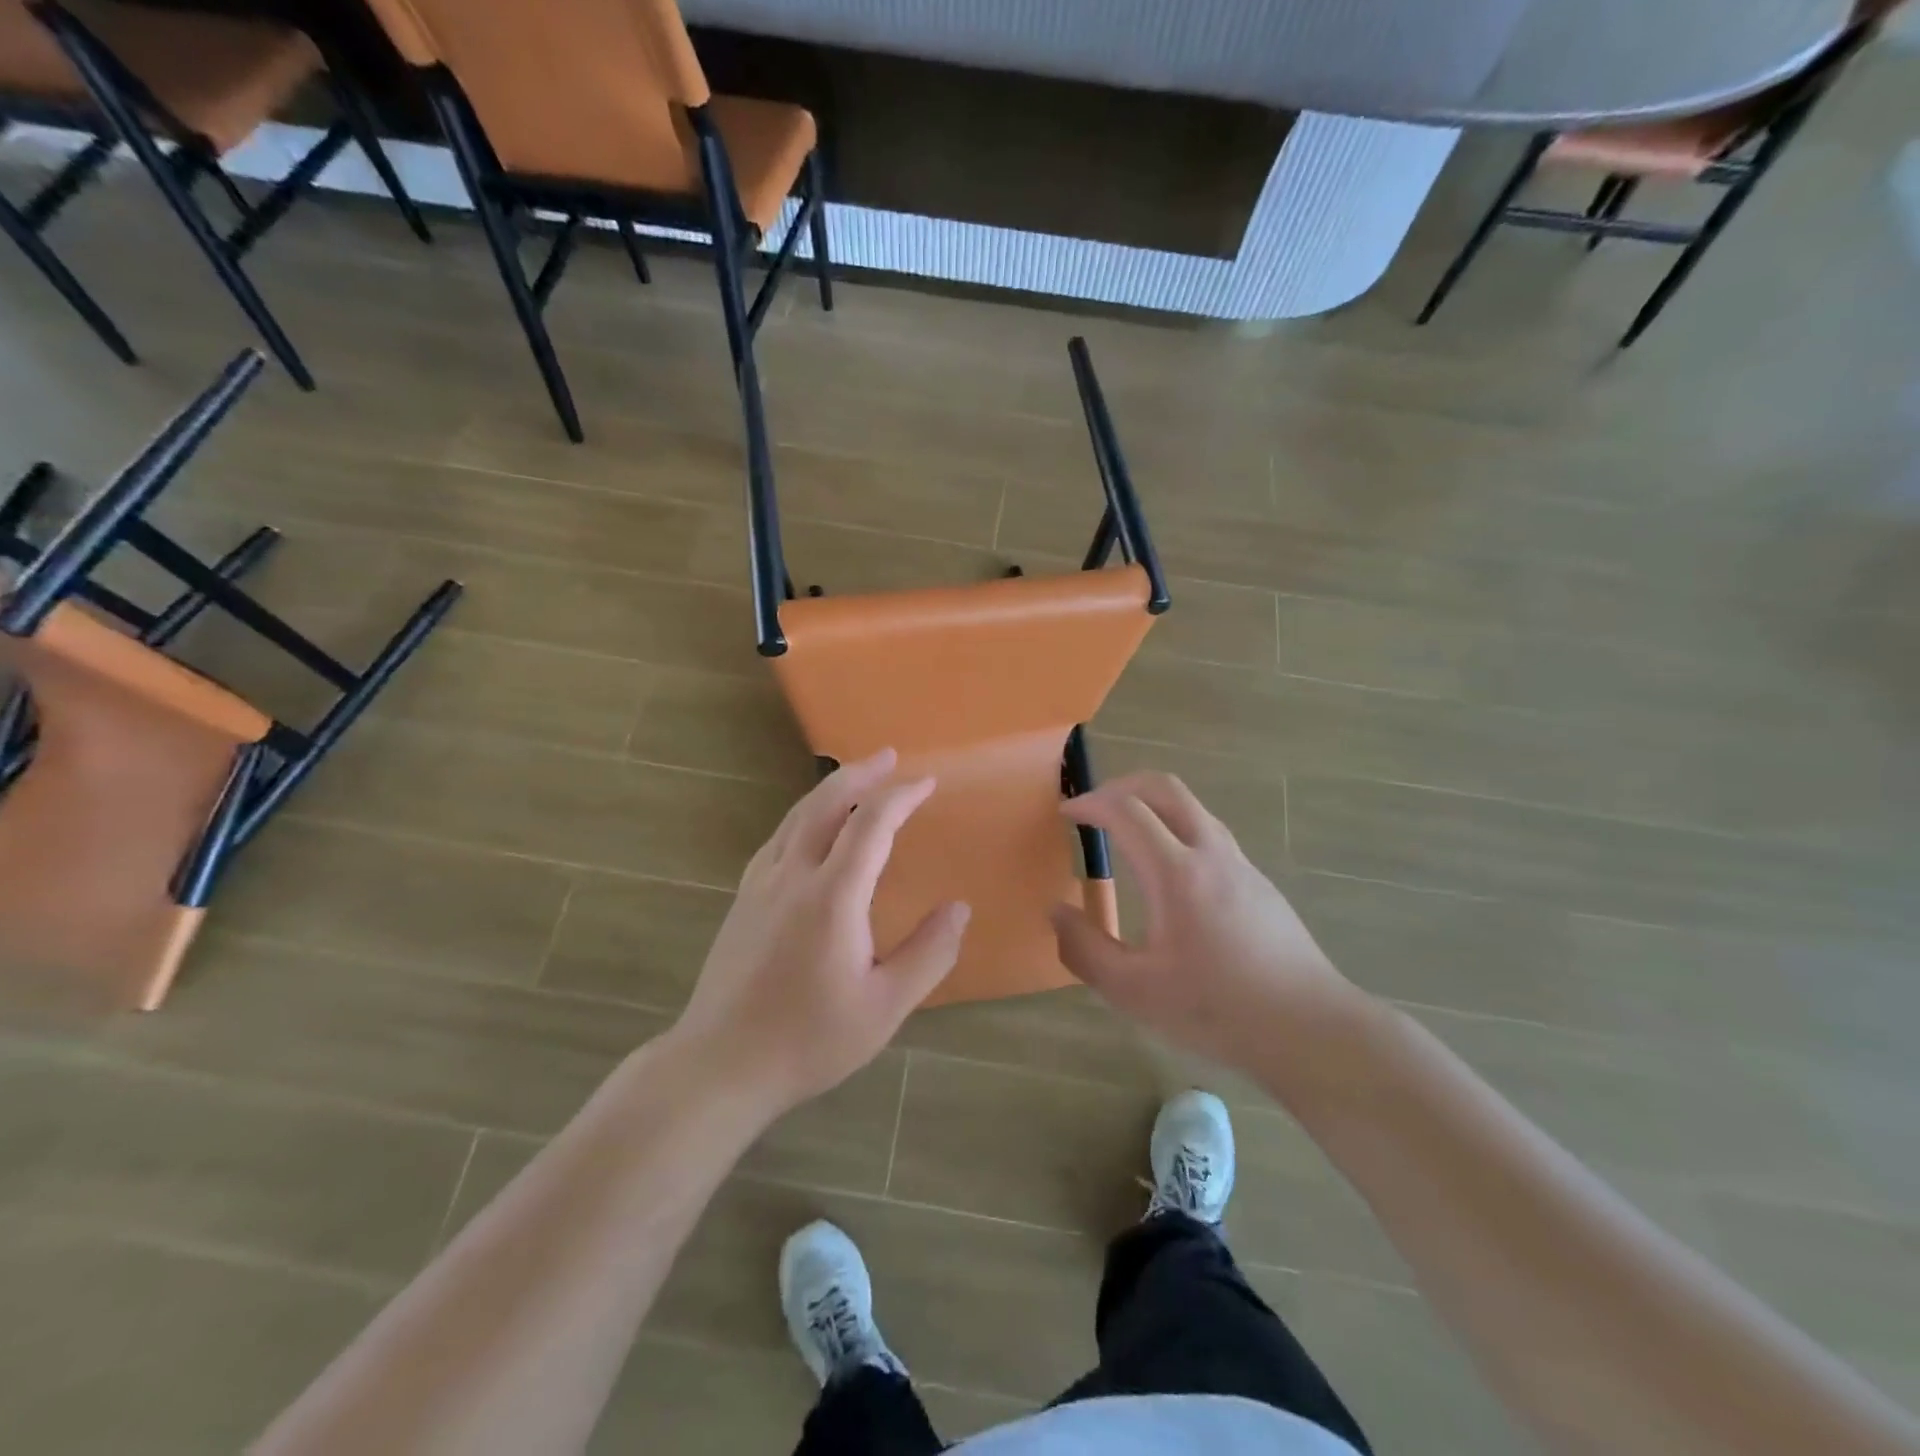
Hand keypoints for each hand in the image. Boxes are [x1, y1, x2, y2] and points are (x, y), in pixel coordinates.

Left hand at [672, 748, 969, 1116]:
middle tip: (889, 757)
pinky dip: (805, 815)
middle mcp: (792, 876)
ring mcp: (760, 885)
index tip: (927, 782)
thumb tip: (959, 909)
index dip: (901, 797)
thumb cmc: (808, 1040)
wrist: (719, 1065)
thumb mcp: (884, 1008)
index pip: (870, 825)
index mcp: (832, 897)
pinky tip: (811, 827)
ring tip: (856, 778)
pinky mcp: (743, 899)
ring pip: (796, 817)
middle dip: (860, 774)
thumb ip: (928, 954)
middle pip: (825, 804)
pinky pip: (779, 838)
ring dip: (830, 789)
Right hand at [1051, 772, 1358, 1071]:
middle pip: (1165, 788)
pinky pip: (1209, 835)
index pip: (1126, 810)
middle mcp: (1211, 853)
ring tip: (1127, 836)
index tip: (1066, 814)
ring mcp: (1241, 864)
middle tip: (1095, 808)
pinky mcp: (1259, 882)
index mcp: (1176, 873)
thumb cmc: (1217, 1010)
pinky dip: (1177, 831)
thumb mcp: (1134, 992)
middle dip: (1122, 786)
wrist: (1310, 1028)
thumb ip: (1085, 950)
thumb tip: (1057, 912)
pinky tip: (1169, 877)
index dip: (1090, 803)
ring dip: (1152, 806)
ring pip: (1192, 808)